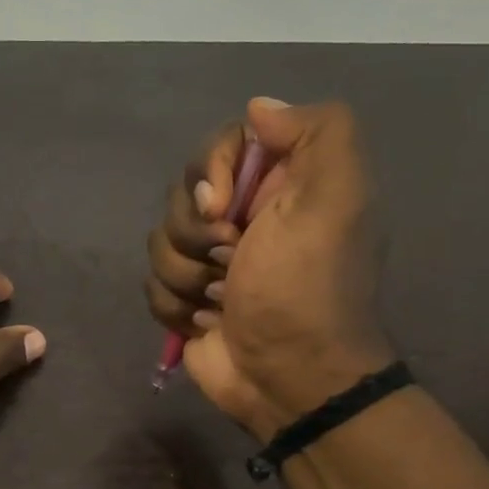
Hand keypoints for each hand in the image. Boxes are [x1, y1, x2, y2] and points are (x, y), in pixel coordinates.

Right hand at [145, 99, 393, 439]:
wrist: (289, 379)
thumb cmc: (306, 289)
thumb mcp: (336, 201)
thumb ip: (317, 133)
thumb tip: (258, 109)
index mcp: (281, 185)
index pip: (221, 145)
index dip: (211, 172)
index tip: (224, 207)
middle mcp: (244, 216)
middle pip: (182, 194)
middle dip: (195, 233)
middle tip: (230, 261)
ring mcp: (211, 260)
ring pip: (160, 241)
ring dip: (185, 275)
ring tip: (219, 300)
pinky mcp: (186, 298)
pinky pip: (152, 283)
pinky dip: (175, 306)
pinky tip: (205, 322)